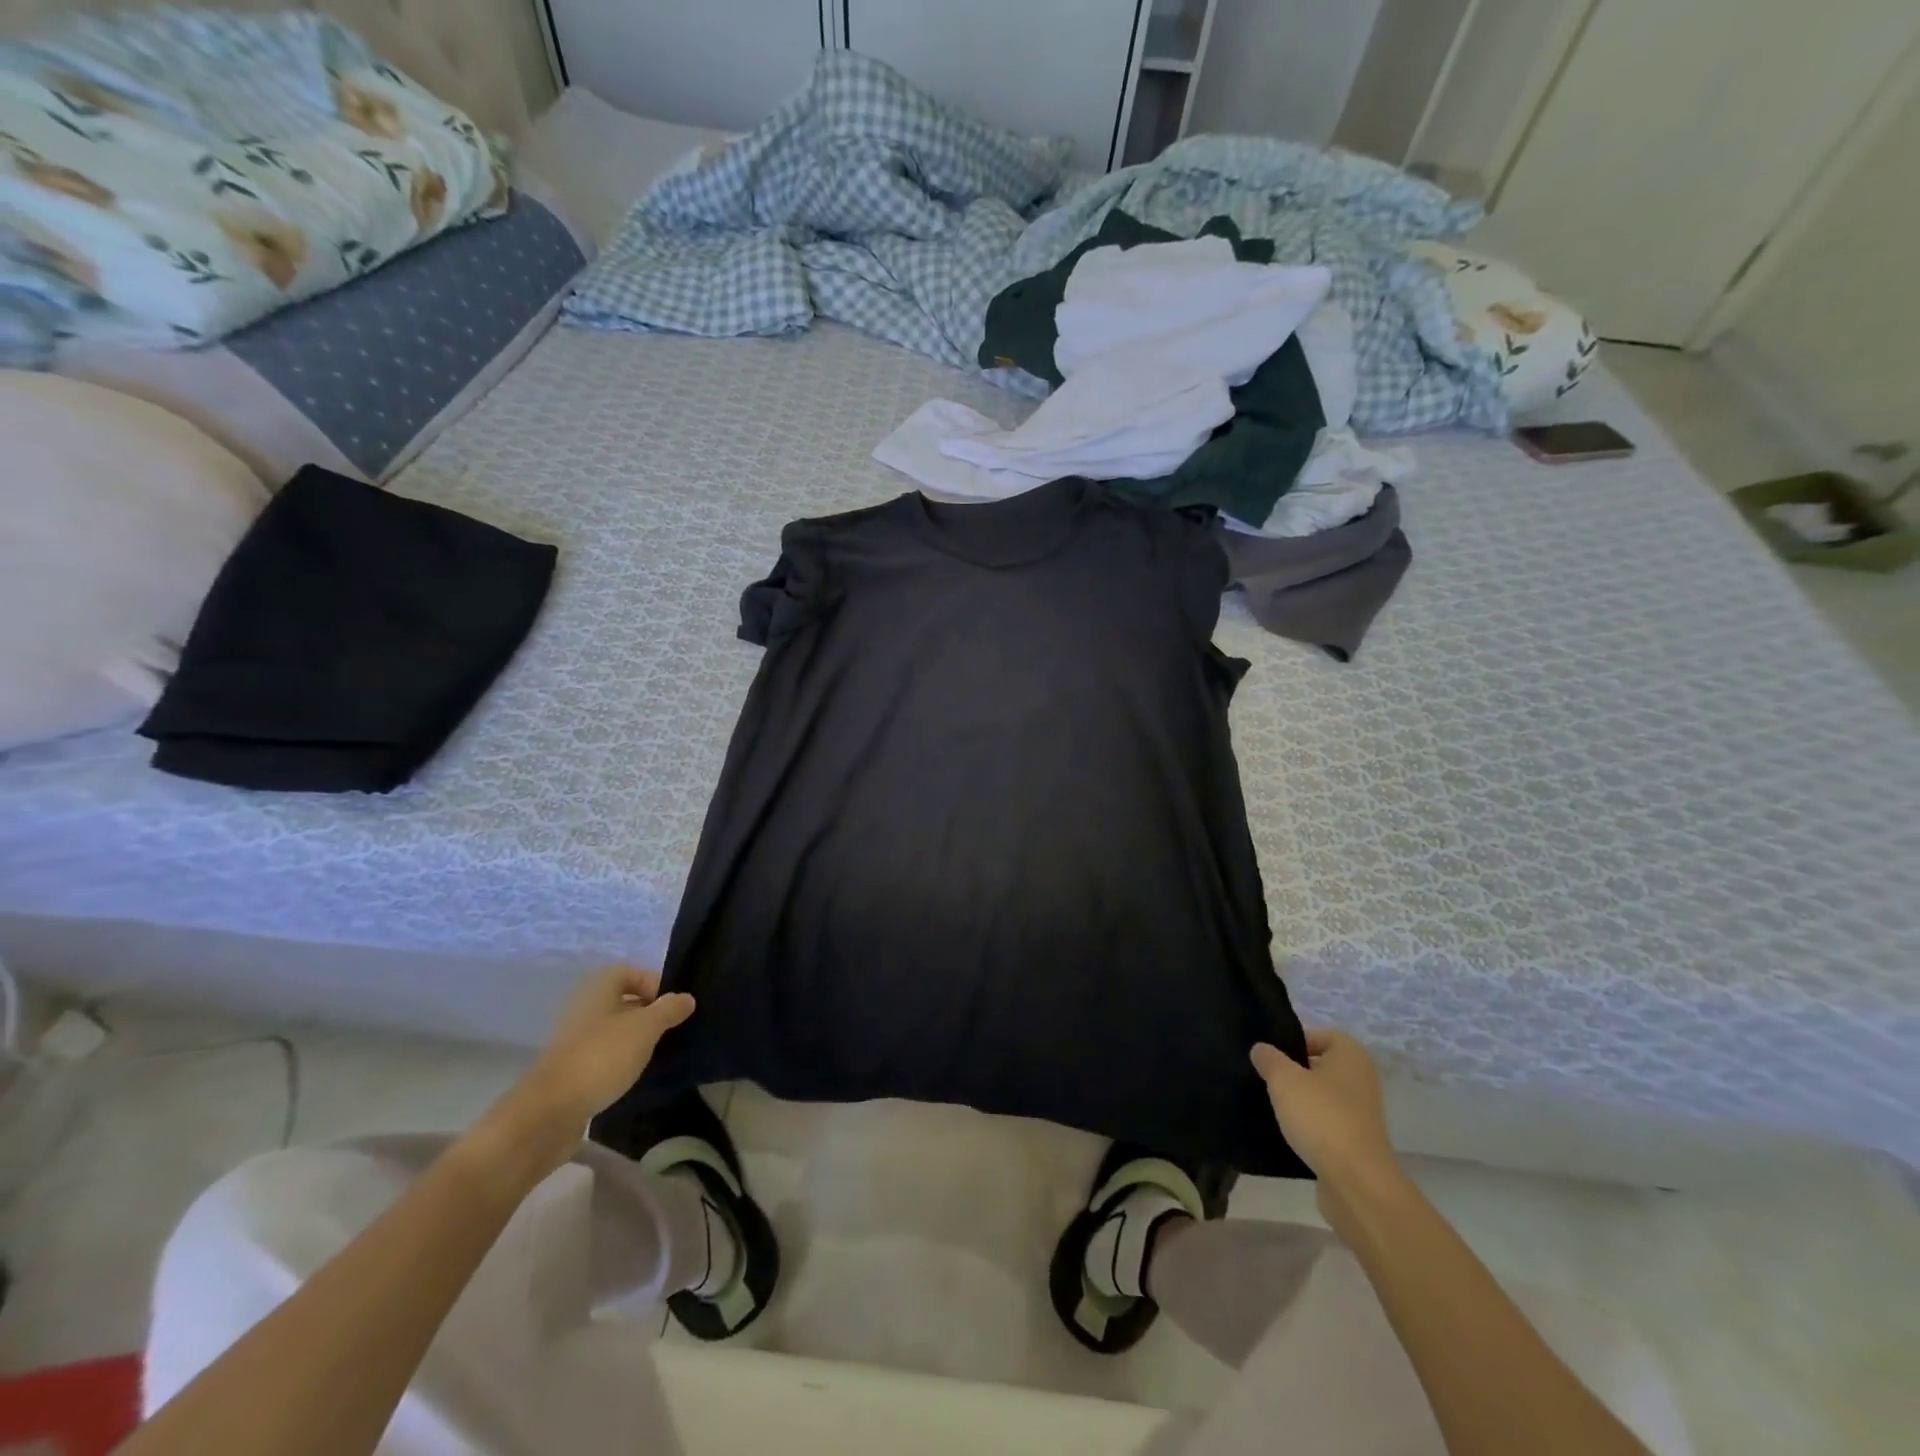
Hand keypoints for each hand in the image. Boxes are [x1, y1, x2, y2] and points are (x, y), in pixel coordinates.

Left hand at [488, 967, 695, 1172]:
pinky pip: (601, 1054)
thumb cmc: (601, 1057)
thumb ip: (669, 1009)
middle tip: (669, 1029)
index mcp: (597, 990)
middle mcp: (583, 1008)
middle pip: (621, 1000)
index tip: (672, 1006)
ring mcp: (573, 1040)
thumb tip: (687, 998)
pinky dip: (619, 1060)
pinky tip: (632, 1074)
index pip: (629, 972)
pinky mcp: (570, 1069)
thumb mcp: (645, 1028)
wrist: (550, 1112)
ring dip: (634, 1038)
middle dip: (647, 1012)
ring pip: (612, 1029)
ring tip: (656, 1053)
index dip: (653, 983)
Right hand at [1251, 1029, 1398, 1197]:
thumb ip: (1268, 1058)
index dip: (1292, 1042)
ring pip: (1321, 1096)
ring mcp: (1361, 1113)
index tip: (1269, 1056)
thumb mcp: (1283, 1078)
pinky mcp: (1356, 1142)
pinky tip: (1286, 1131)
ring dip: (1299, 1100)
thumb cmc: (1321, 1117)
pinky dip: (1308, 1126)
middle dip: (1292, 1072)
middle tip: (1264, 1078)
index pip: (1318, 1035)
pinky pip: (1325, 1123)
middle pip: (1318, 1066)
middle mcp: (1361, 1079)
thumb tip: (1261, 1049)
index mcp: (1351, 1055)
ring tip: (1271, 1105)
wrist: (1356, 1182)